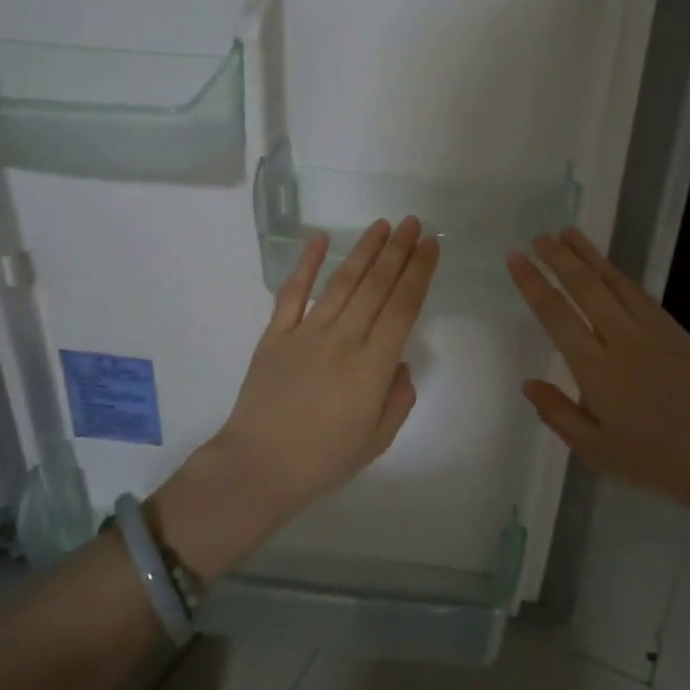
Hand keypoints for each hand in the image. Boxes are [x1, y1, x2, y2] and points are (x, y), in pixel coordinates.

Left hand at [153, 217, 437, 578]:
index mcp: (373, 365)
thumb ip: (398, 398)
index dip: (419, 273)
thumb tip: (398, 364)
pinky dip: (306, 264)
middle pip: (377, 286)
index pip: (403, 307)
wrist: (259, 467)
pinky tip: (320, 239)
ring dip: (364, 251)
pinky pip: (293, 293)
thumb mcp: (377, 439)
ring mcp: (306, 332)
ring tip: (382, 225)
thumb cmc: (324, 460)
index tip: (430, 246)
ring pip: (342, 282)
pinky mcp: (275, 334)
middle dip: (398, 250)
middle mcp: (344, 339)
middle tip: (413, 222)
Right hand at [507, 227, 689, 522]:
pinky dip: (618, 275)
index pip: (556, 315)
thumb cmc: (656, 462)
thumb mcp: (596, 450)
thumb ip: (558, 414)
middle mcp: (622, 340)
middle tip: (540, 237)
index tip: (516, 258)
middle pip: (586, 288)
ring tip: (568, 233)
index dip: (533, 284)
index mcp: (596, 369)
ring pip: (615, 282)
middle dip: (559, 259)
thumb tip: (528, 383)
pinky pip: (640, 294)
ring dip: (589, 256)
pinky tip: (608, 268)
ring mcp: (654, 331)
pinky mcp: (677, 331)